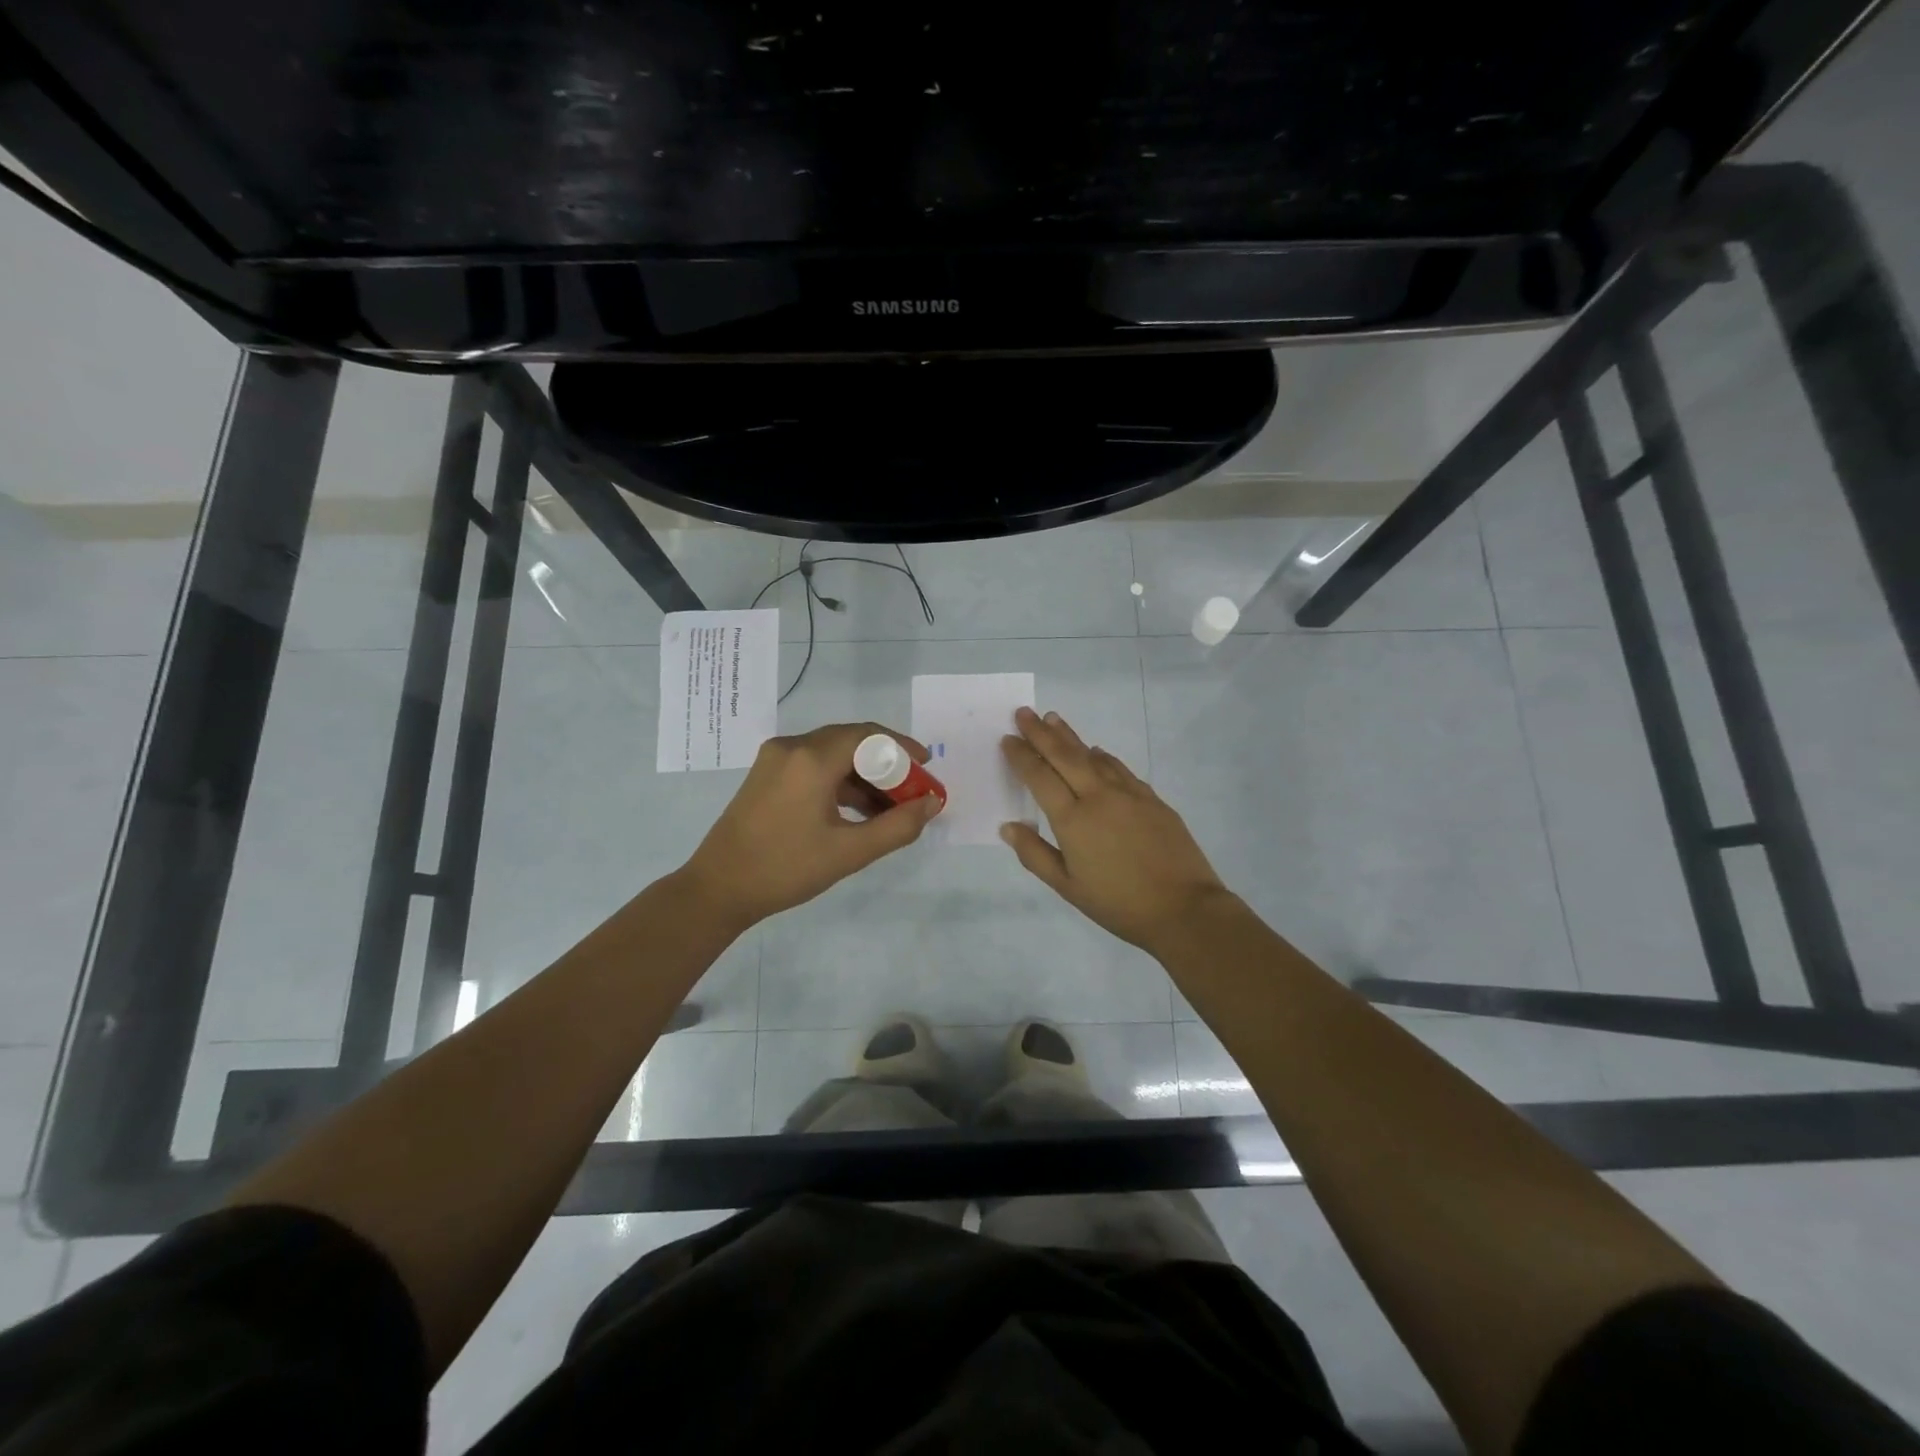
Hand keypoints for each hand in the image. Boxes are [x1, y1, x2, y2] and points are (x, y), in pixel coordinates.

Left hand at [679, 722, 941, 928]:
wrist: (718, 888)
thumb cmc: (786, 869)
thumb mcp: (850, 852)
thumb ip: (898, 826)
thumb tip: (932, 803)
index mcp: (811, 759)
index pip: (869, 736)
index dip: (903, 748)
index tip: (927, 768)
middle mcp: (792, 747)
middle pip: (852, 740)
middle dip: (886, 763)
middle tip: (912, 790)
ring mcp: (775, 758)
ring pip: (833, 753)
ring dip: (863, 774)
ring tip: (889, 806)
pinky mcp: (766, 774)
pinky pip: (814, 765)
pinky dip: (840, 781)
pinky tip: (857, 810)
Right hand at [1000, 707, 1230, 953]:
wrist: (1184, 908)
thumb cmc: (1118, 903)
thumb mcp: (1067, 887)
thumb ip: (1035, 854)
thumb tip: (1008, 826)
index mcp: (1072, 819)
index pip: (1040, 777)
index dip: (1022, 756)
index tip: (1008, 738)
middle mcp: (1098, 797)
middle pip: (1064, 756)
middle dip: (1041, 733)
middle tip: (1024, 712)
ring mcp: (1128, 794)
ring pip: (1093, 756)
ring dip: (1070, 736)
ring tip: (1053, 719)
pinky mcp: (1152, 798)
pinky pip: (1119, 768)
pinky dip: (1102, 756)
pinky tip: (1096, 752)